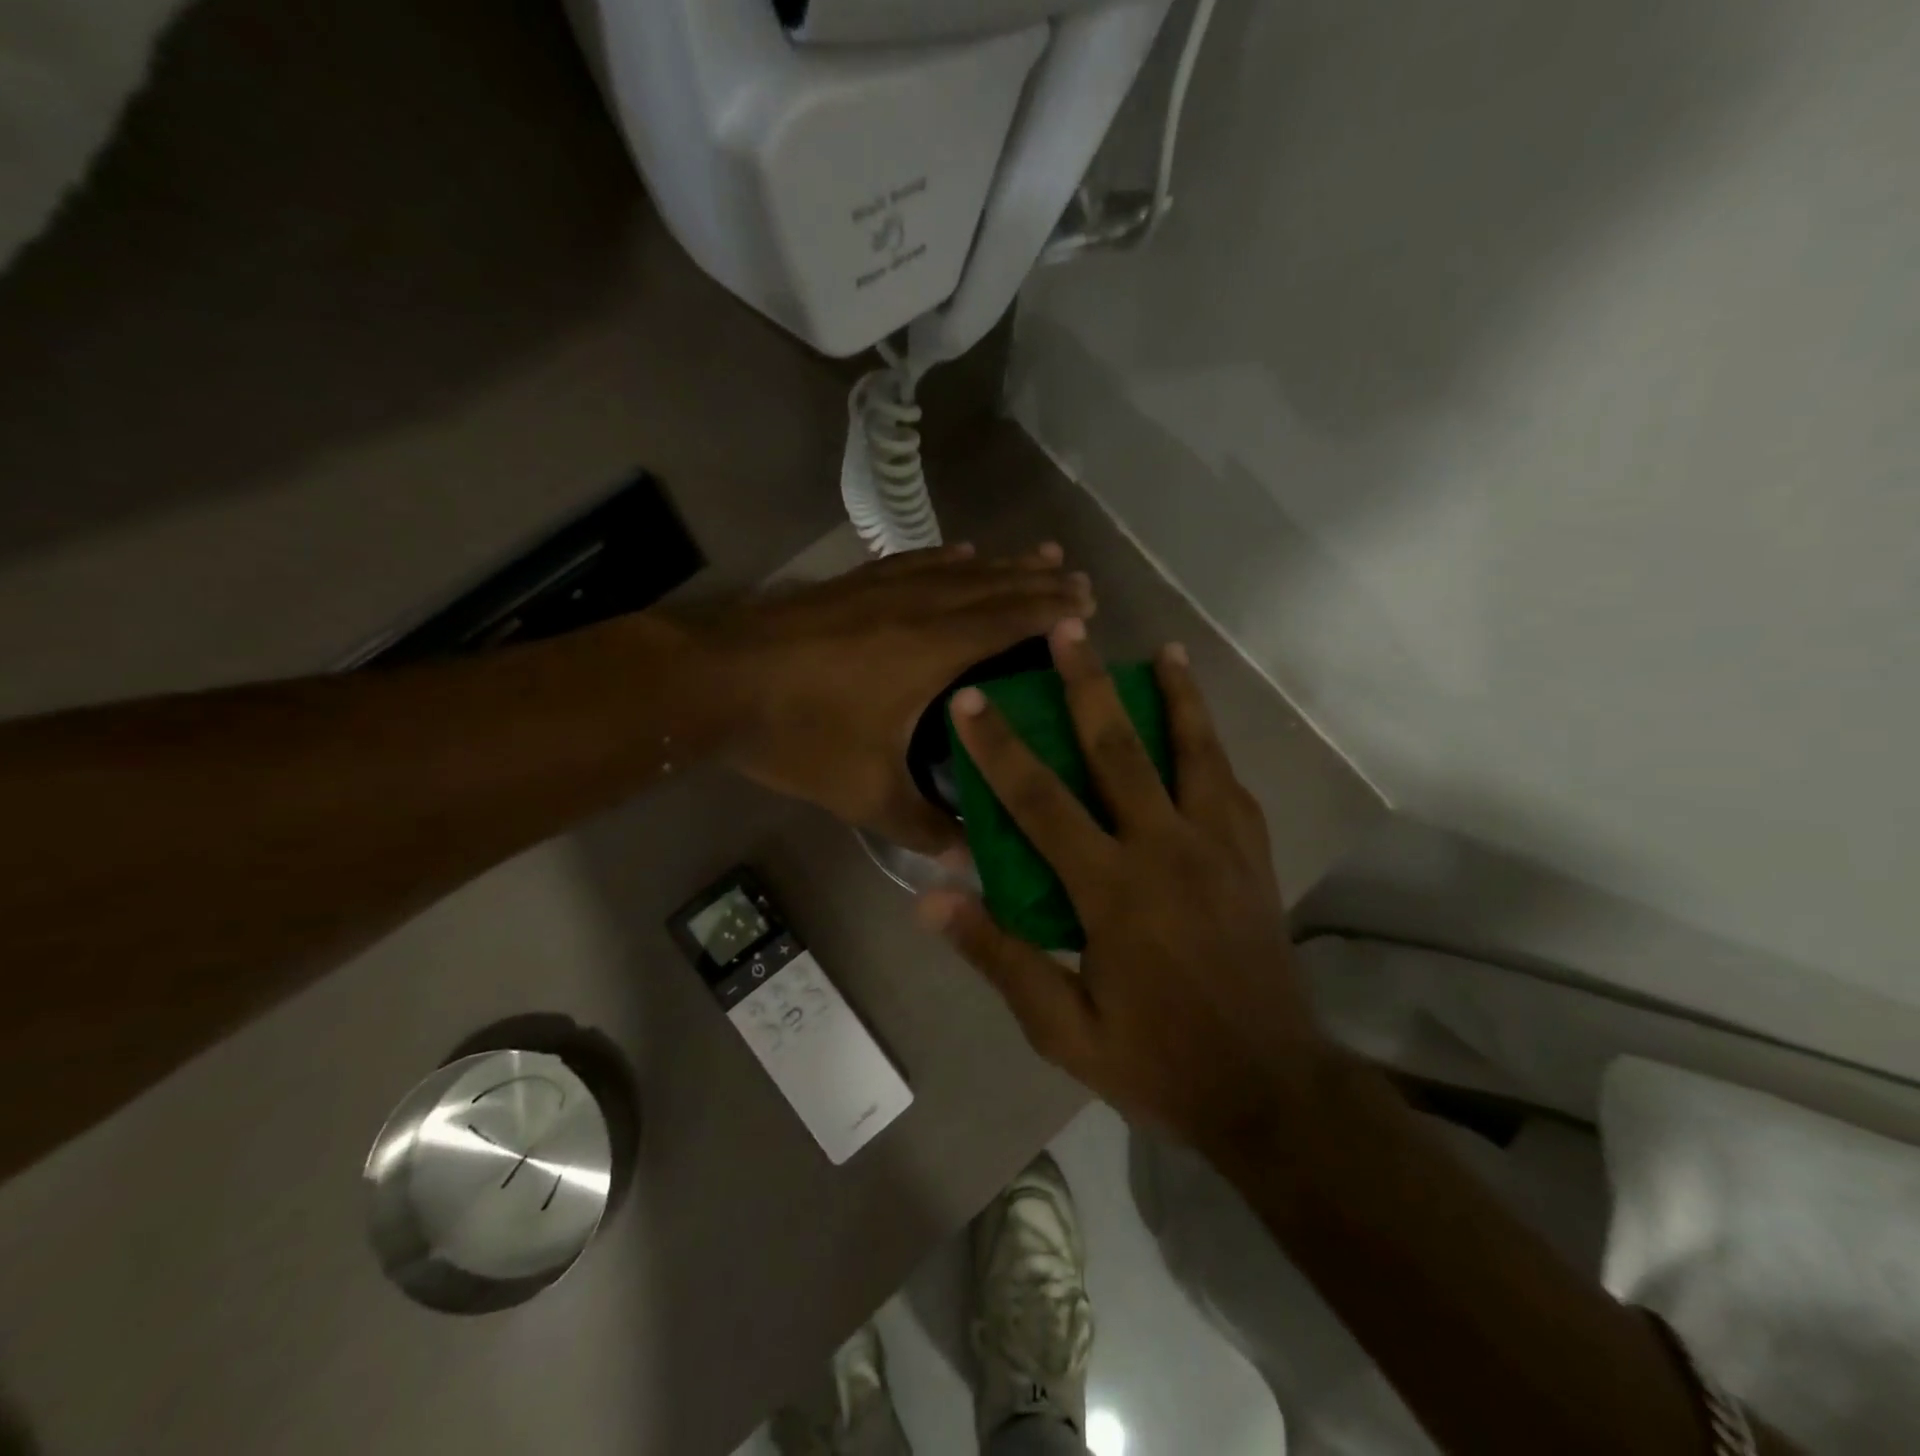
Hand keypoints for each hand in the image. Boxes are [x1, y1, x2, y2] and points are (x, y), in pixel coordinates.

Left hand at [706, 544, 1094, 852]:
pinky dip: (947, 557)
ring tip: (1039, 553)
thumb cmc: (798, 735)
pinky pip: (915, 562)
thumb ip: (920, 826)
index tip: (1088, 604)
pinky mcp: (851, 585)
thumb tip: (965, 862)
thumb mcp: (864, 794)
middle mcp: (917, 607)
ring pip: (958, 569)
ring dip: (1003, 562)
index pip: (1008, 621)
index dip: (1052, 611)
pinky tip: (960, 553)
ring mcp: (881, 589)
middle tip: (1078, 576)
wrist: (714, 684)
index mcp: (932, 650)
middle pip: (992, 586)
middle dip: (1039, 580)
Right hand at [920, 620, 1323, 1152]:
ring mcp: (1220, 846)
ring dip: (1175, 695)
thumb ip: (999, 956)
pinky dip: (1212, 746)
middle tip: (1068, 628)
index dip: (998, 746)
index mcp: (1113, 889)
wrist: (1270, 1087)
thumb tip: (931, 900)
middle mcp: (1167, 849)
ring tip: (1164, 651)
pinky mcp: (1254, 857)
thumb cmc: (1157, 1060)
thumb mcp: (1061, 1027)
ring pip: (1195, 749)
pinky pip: (1229, 784)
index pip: (1040, 801)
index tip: (971, 700)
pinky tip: (1202, 729)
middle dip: (1087, 683)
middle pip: (1119, 748)